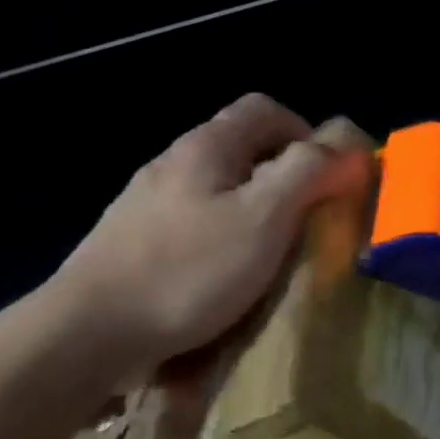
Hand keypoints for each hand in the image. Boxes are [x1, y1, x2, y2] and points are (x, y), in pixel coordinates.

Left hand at [43, 93, 347, 396]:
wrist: (92, 328)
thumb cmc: (189, 270)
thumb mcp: (263, 219)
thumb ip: (307, 175)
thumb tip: (346, 148)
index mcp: (207, 147)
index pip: (264, 109)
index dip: (306, 133)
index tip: (329, 178)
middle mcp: (173, 162)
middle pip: (239, 147)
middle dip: (283, 175)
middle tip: (309, 220)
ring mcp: (147, 201)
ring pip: (216, 187)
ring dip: (253, 208)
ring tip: (272, 252)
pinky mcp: (134, 240)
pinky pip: (194, 222)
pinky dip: (222, 236)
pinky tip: (225, 275)